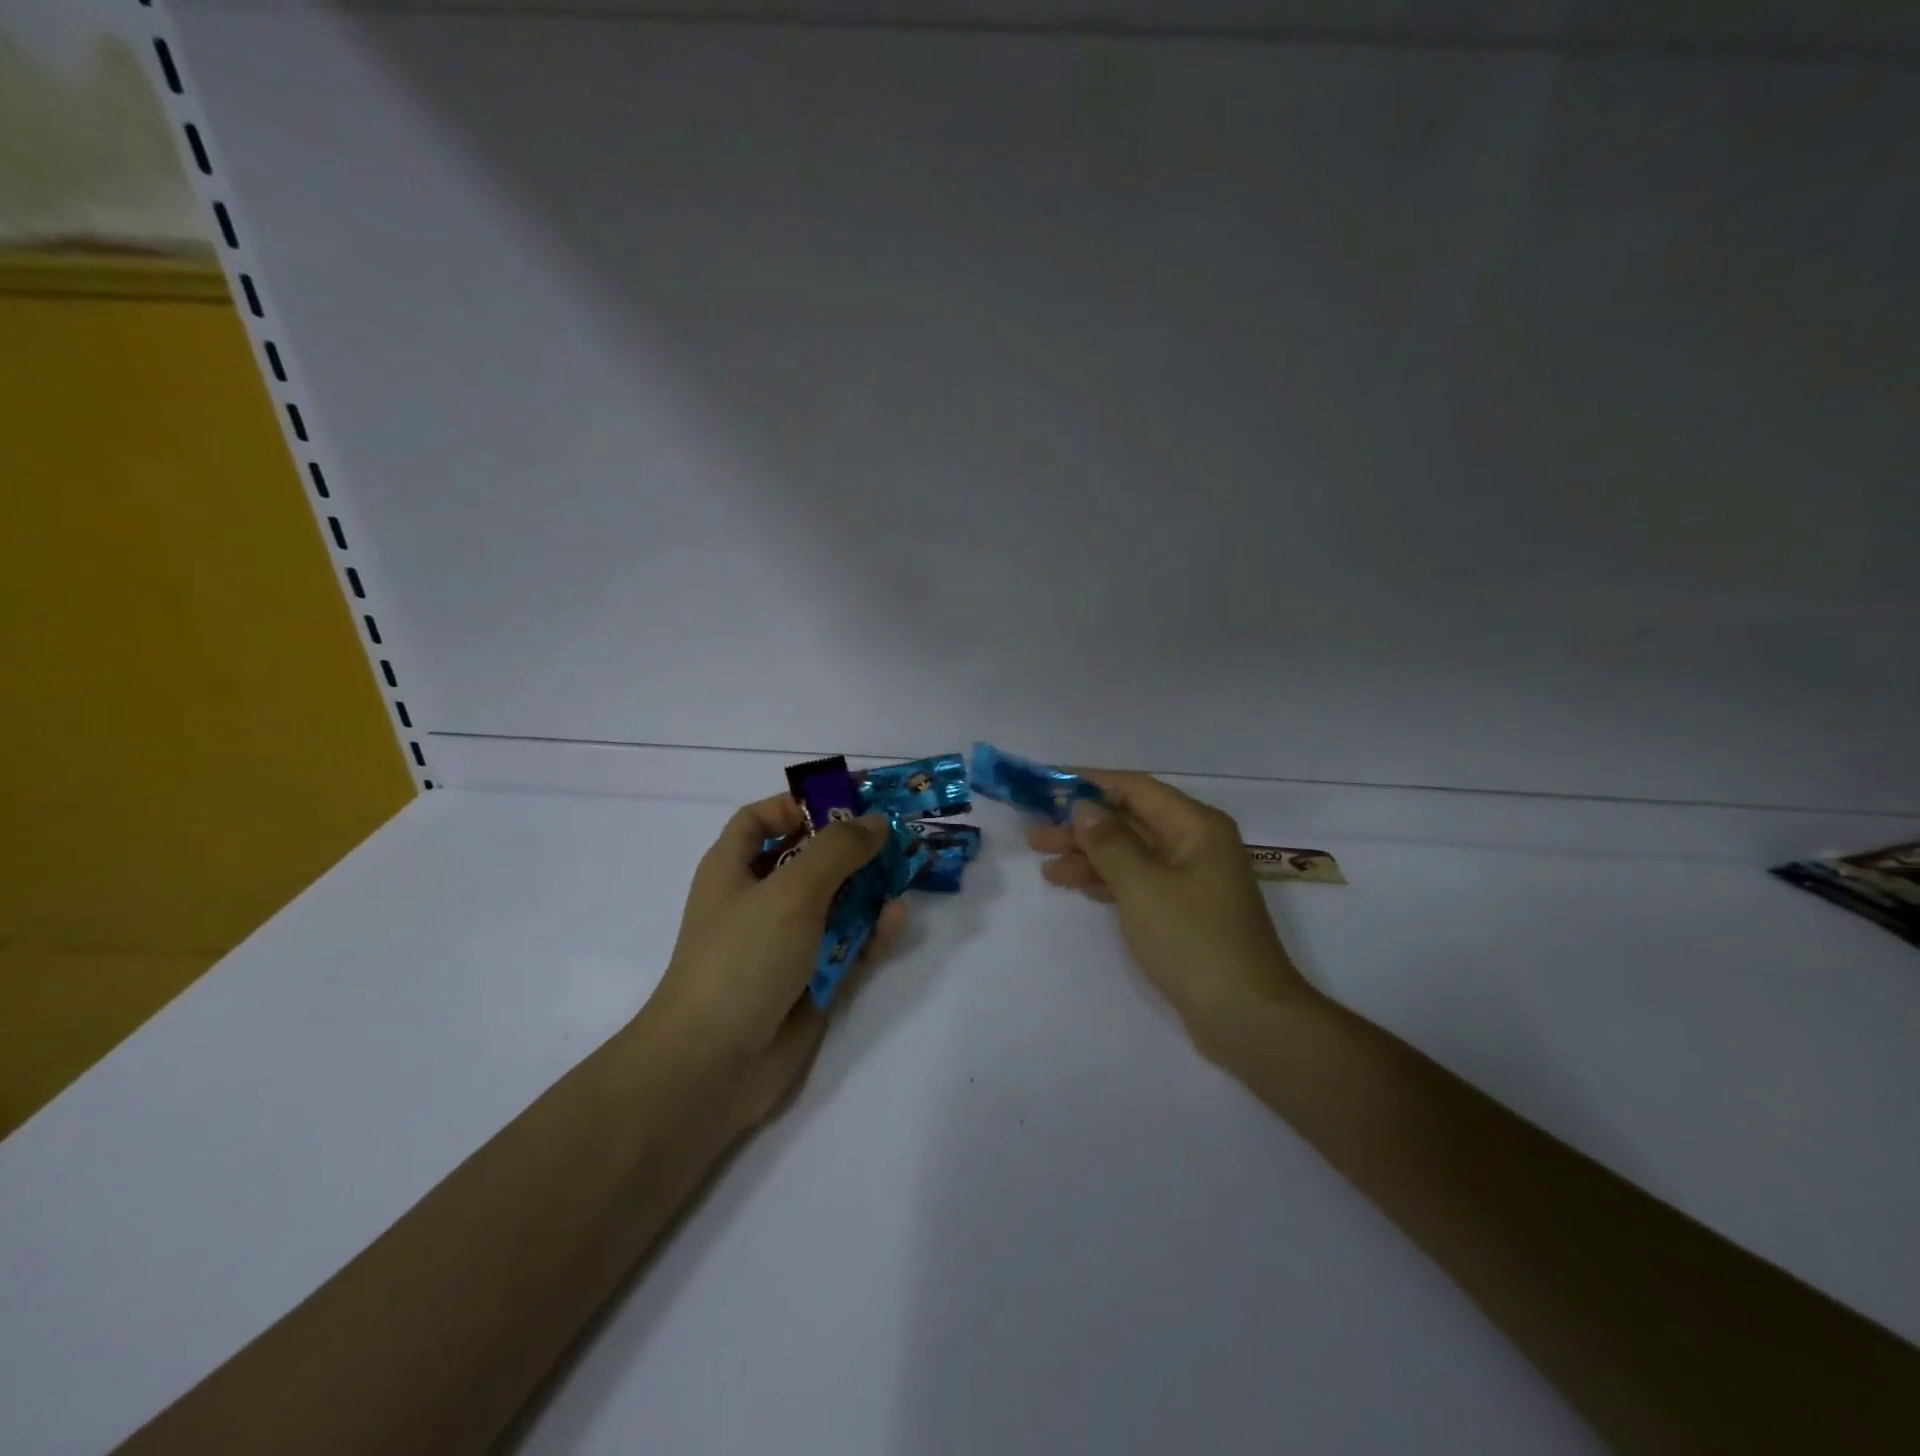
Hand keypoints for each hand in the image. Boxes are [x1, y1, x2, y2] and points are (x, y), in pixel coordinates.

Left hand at [651, 795, 905, 1129]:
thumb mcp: (791, 890)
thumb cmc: (743, 957)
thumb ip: (838, 850)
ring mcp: (786, 943)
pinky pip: (847, 946)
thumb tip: (876, 820)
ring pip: (835, 904)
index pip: (762, 820)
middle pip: (809, 860)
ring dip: (868, 889)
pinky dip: (870, 933)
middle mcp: (759, 901)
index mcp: (735, 869)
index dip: (799, 805)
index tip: (847, 803)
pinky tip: (896, 919)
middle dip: (851, 847)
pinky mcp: (810, 981)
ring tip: (907, 871)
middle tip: (897, 835)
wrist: (713, 1064)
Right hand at [1026, 771, 1310, 1046]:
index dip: (1088, 783)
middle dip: (1082, 824)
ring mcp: (1190, 879)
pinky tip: (1073, 884)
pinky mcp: (1183, 911)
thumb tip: (1084, 808)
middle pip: (1130, 820)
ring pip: (1130, 852)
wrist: (1247, 1017)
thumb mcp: (1143, 886)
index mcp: (1196, 826)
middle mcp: (1195, 843)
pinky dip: (1105, 880)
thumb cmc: (1194, 940)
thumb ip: (1109, 842)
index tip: (1045, 785)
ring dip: (1088, 854)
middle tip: (1034, 832)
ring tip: (1043, 861)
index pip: (1134, 788)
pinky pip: (1137, 881)